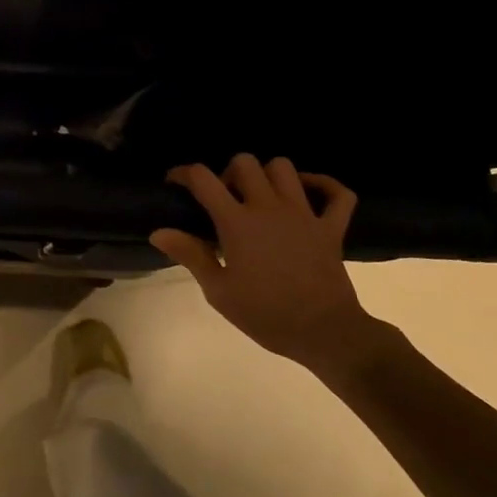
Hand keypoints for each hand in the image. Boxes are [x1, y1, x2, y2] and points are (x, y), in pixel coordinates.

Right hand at [150, 155, 394, 379]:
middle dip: (228, 172)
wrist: (324, 333)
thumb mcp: (219, 291)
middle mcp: (269, 207)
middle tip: (224, 198)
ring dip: (268, 175)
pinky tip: (308, 193)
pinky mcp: (332, 227)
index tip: (175, 184)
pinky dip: (324, 185)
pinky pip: (338, 193)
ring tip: (260, 196)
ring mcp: (304, 213)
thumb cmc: (266, 314)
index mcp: (237, 222)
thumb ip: (190, 255)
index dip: (184, 174)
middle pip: (245, 163)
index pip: (203, 179)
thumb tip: (158, 232)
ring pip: (284, 168)